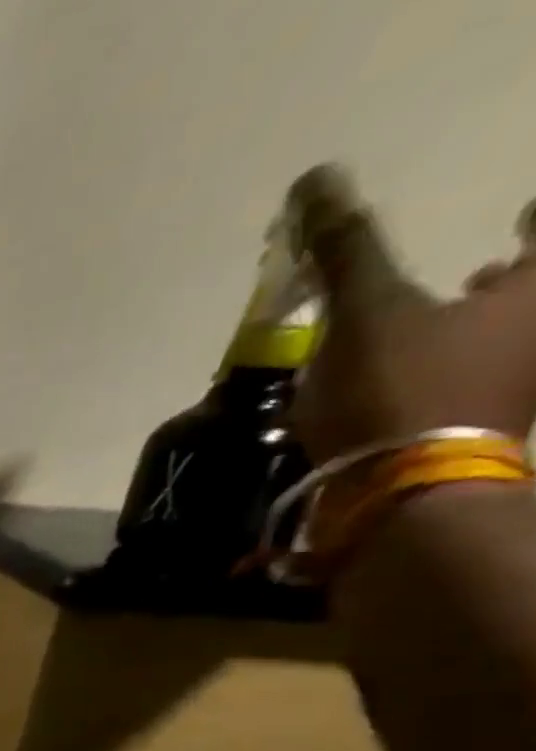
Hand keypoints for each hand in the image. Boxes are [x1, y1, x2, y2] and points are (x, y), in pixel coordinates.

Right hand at [288, 166, 535, 465]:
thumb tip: (318, 178)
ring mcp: (524, 383)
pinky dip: (456, 374)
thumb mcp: (364, 312)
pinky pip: (481, 383)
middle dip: (510, 278)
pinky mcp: (486, 429)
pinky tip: (417, 386)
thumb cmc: (397, 386)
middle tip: (485, 271)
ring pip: (510, 339)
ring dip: (481, 330)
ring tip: (441, 331)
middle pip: (535, 289)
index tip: (522, 211)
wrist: (401, 490)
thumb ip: (347, 248)